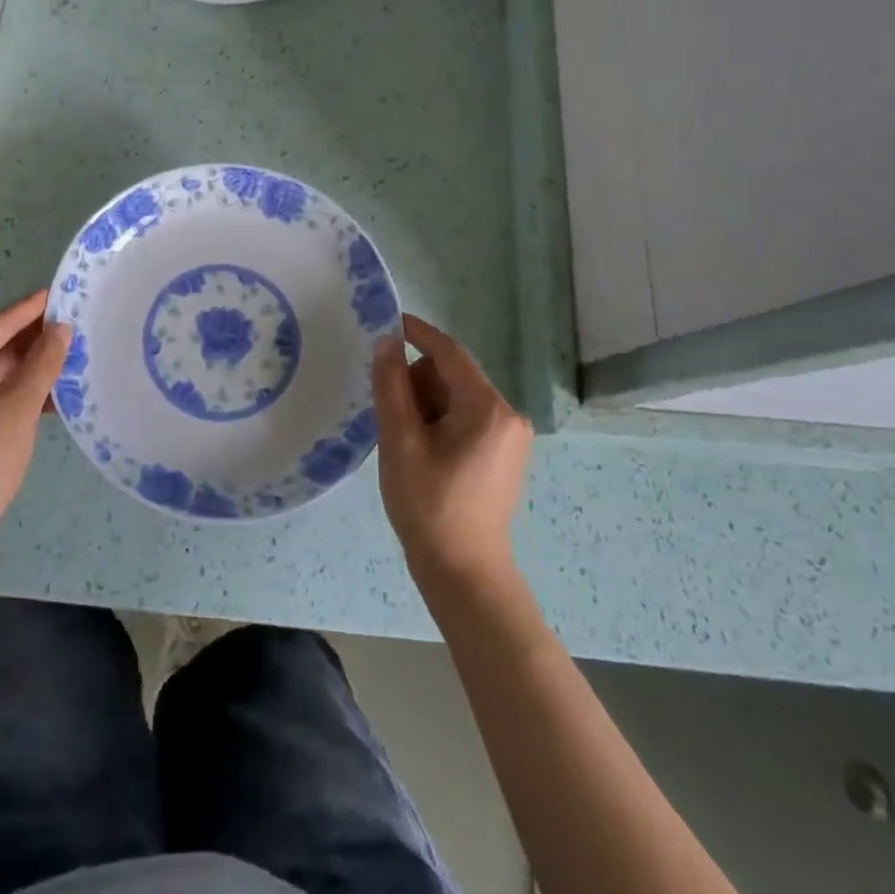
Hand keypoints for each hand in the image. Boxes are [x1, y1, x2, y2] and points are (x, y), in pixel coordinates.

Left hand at [0, 290, 70, 547]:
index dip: (30, 310)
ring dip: (24, 365)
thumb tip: (61, 328)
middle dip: (30, 339)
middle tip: (69, 323)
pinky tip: (46, 387)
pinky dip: (10, 387)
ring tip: (65, 353)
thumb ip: (43, 362)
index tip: (58, 292)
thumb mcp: (20, 406)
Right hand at [373, 314, 532, 587]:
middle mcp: (507, 415)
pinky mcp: (502, 453)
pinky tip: (421, 450)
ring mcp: (508, 436)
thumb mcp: (400, 441)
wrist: (463, 572)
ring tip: (405, 441)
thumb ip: (391, 386)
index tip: (386, 321)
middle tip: (390, 416)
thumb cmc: (428, 505)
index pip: (449, 353)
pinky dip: (438, 421)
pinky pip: (465, 417)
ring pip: (456, 396)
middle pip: (451, 375)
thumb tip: (387, 341)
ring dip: (425, 405)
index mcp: (488, 408)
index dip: (417, 333)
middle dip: (417, 384)